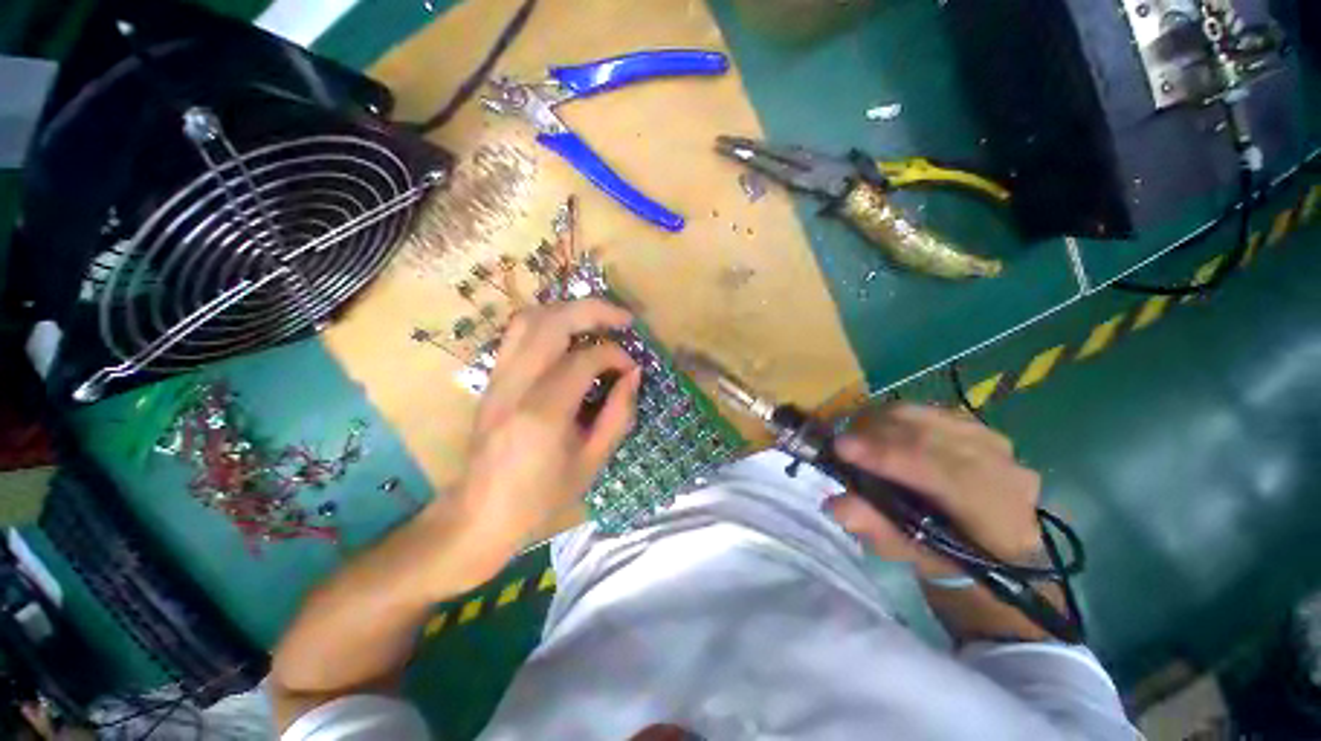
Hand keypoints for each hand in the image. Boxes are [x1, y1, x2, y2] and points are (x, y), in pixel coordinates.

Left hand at [453, 299, 640, 552]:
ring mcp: (497, 378)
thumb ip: (618, 413)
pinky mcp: (492, 379)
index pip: (584, 359)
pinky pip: (517, 334)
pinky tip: (569, 336)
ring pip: (529, 319)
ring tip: (597, 320)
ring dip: (568, 310)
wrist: (480, 514)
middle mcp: (515, 385)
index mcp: (543, 412)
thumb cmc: (542, 497)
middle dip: (594, 310)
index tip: (631, 368)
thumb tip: (633, 374)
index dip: (615, 356)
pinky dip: (548, 323)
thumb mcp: (592, 461)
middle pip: (552, 322)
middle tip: (623, 319)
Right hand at [825, 404, 1041, 577]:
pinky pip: (926, 411)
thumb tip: (837, 504)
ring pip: (927, 418)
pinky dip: (894, 417)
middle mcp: (1004, 471)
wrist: (990, 544)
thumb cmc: (949, 556)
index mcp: (998, 517)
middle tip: (839, 440)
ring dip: (882, 422)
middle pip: (931, 436)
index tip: (841, 448)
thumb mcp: (912, 555)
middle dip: (876, 434)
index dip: (887, 457)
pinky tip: (876, 429)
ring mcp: (993, 443)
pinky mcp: (976, 426)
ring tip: (854, 435)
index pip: (941, 473)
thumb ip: (877, 529)